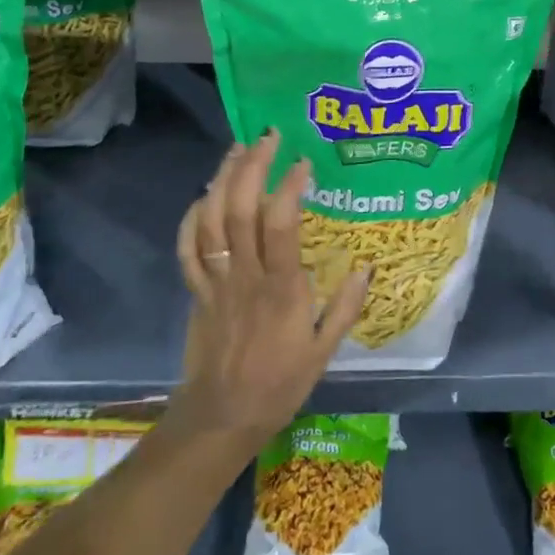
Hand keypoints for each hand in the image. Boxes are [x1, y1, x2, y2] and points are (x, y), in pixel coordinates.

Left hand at [169, 131, 368, 452]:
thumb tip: (367, 265)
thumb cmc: (279, 384)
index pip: (281, 226)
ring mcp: (215, 282)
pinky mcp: (196, 291)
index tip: (302, 161)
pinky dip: (191, 218)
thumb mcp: (325, 352)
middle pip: (239, 211)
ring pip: (210, 221)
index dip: (288, 188)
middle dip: (251, 167)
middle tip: (267, 137)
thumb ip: (346, 307)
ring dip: (221, 180)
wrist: (222, 417)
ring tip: (237, 149)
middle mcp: (245, 277)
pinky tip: (203, 196)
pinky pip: (187, 249)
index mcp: (281, 290)